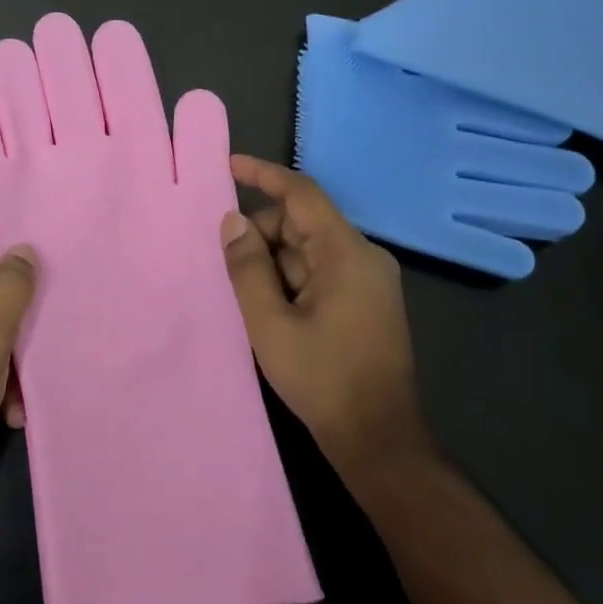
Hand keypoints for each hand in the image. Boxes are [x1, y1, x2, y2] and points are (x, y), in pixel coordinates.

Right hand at [221, 155, 434, 489]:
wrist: (377, 438)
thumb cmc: (322, 378)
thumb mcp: (270, 323)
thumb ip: (247, 267)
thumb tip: (233, 221)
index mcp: (347, 253)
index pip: (302, 194)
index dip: (264, 175)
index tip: (229, 165)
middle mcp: (364, 257)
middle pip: (303, 223)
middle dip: (262, 234)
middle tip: (225, 263)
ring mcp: (369, 280)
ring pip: (310, 249)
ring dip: (274, 261)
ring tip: (243, 292)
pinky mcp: (366, 301)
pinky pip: (321, 271)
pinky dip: (290, 278)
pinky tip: (267, 303)